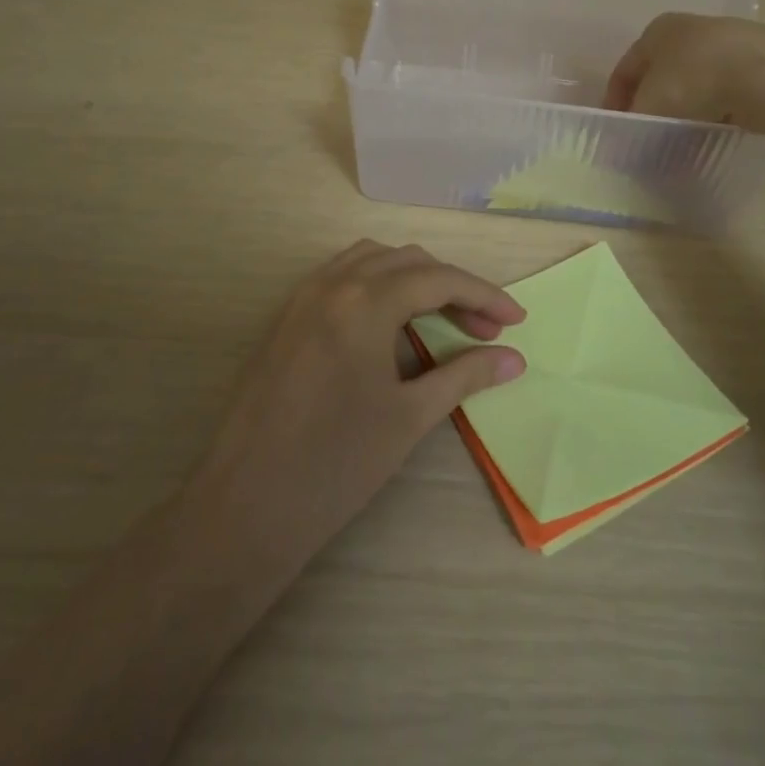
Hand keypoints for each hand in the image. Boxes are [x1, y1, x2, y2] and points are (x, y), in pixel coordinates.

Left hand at [187, 240, 526, 563]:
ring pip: (372, 261)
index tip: (517, 321)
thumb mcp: (410, 416)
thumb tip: (514, 358)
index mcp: (365, 301)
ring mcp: (304, 297)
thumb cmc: (337, 463)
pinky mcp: (287, 317)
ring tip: (440, 318)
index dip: (485, 296)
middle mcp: (332, 284)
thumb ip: (465, 375)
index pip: (439, 279)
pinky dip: (377, 285)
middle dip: (452, 287)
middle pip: (408, 262)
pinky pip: (341, 277)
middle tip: (483, 330)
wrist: (247, 504)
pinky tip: (391, 323)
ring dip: (414, 279)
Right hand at [604, 12, 764, 126]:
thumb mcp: (650, 106)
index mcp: (656, 30)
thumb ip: (633, 121)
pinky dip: (714, 107)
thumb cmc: (693, 81)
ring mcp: (725, 41)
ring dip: (684, 105)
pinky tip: (714, 126)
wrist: (764, 74)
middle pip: (659, 72)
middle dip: (651, 102)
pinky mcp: (755, 60)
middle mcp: (689, 28)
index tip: (615, 128)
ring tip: (681, 133)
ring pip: (693, 79)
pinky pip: (723, 88)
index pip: (625, 68)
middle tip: (646, 131)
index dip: (614, 100)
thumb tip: (623, 137)